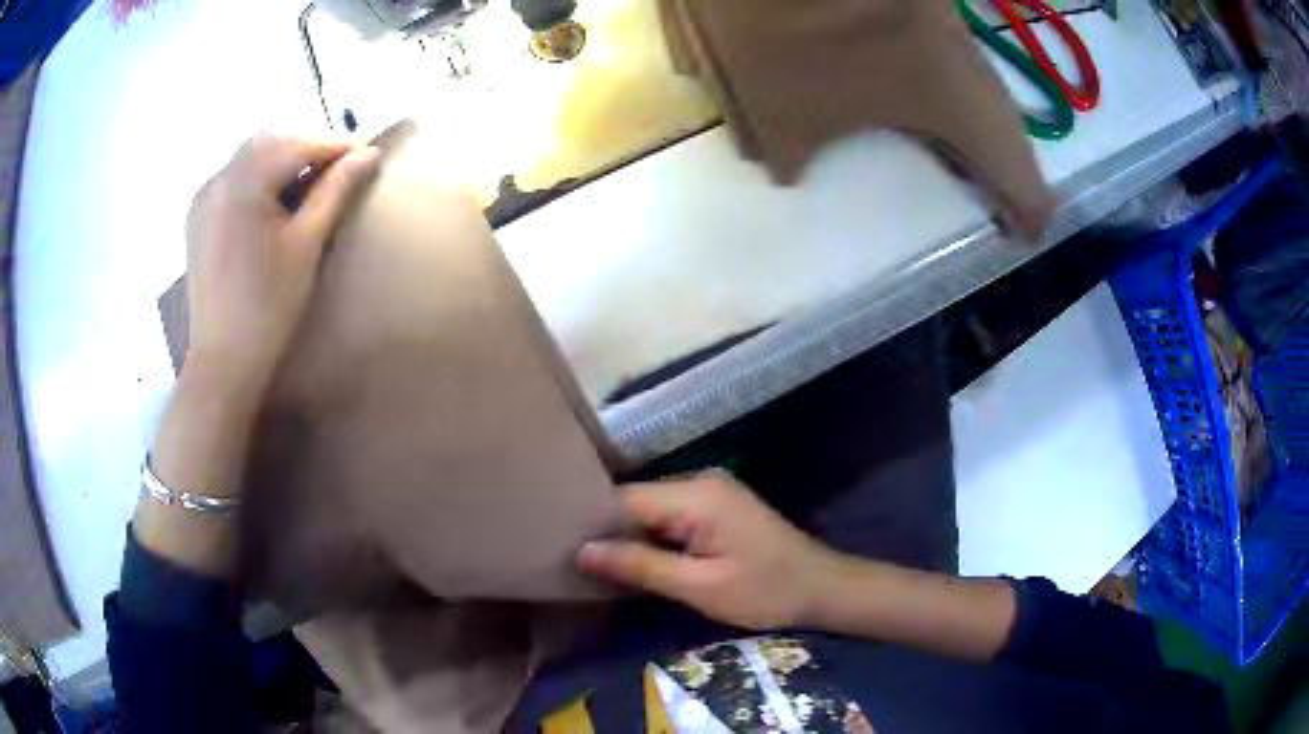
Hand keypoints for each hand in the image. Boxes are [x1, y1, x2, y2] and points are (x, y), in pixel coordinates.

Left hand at [184, 133, 379, 400]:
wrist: (223, 362)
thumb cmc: (268, 308)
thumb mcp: (306, 245)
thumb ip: (334, 192)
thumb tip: (367, 155)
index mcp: (242, 183)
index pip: (297, 144)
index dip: (336, 144)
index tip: (369, 148)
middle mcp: (218, 179)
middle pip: (271, 142)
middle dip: (309, 145)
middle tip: (343, 163)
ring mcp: (203, 198)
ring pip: (250, 157)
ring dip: (284, 158)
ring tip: (312, 178)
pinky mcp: (198, 217)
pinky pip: (233, 178)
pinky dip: (259, 176)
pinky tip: (274, 196)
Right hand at [577, 473, 840, 629]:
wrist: (821, 589)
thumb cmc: (764, 591)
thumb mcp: (699, 587)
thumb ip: (640, 566)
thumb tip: (582, 551)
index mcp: (696, 494)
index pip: (624, 499)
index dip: (594, 525)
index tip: (564, 550)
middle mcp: (700, 481)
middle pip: (636, 501)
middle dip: (611, 532)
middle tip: (579, 564)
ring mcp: (712, 491)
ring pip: (652, 509)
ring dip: (631, 536)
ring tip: (601, 566)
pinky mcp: (718, 506)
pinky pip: (671, 516)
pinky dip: (654, 537)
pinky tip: (640, 561)